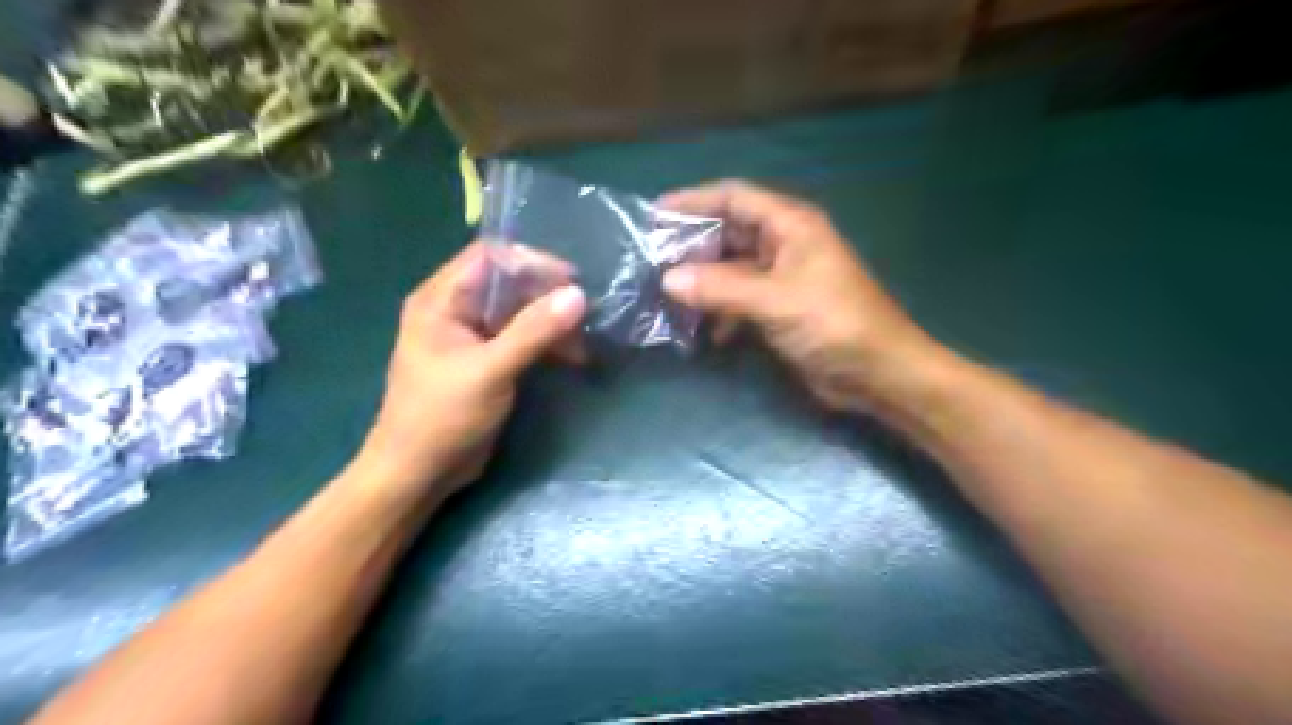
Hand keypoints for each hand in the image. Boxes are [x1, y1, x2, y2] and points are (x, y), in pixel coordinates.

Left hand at [352, 239, 585, 500]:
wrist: (418, 474)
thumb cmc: (442, 417)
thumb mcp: (490, 371)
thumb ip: (533, 331)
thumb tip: (578, 295)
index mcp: (441, 300)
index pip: (489, 256)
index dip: (530, 261)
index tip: (570, 279)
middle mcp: (455, 310)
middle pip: (508, 283)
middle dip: (547, 294)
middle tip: (585, 310)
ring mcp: (471, 337)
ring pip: (518, 312)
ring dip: (551, 321)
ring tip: (585, 338)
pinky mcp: (486, 362)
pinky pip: (520, 338)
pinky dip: (546, 343)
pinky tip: (574, 357)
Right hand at [662, 180, 944, 413]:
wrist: (878, 374)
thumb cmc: (835, 324)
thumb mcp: (776, 301)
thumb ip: (721, 288)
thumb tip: (668, 279)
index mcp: (790, 225)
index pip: (734, 197)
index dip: (694, 201)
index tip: (655, 214)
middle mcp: (784, 245)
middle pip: (728, 233)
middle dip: (693, 247)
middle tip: (653, 261)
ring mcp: (781, 279)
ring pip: (731, 270)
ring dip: (703, 283)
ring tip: (668, 297)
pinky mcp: (779, 310)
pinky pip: (739, 301)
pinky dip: (720, 312)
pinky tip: (705, 332)